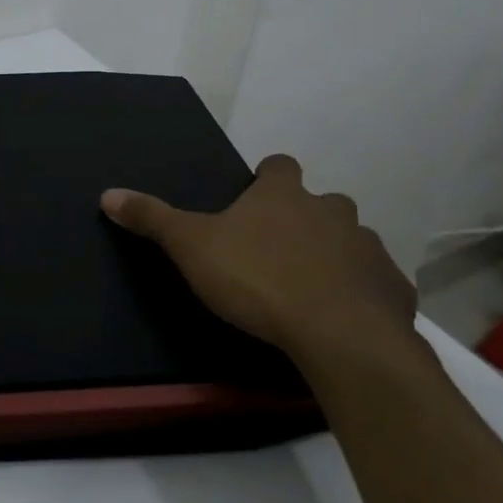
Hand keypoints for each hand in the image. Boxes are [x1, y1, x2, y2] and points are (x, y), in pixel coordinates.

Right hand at [101, 154, 416, 369]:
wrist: (341, 336)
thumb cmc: (259, 279)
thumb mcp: (191, 247)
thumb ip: (152, 218)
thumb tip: (107, 193)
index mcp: (284, 196)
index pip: (279, 166)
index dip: (268, 177)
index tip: (256, 195)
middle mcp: (332, 211)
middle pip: (322, 203)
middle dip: (304, 219)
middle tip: (278, 249)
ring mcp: (369, 249)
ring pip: (352, 242)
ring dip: (334, 255)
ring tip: (310, 287)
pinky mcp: (395, 290)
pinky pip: (377, 284)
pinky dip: (362, 294)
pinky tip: (343, 318)